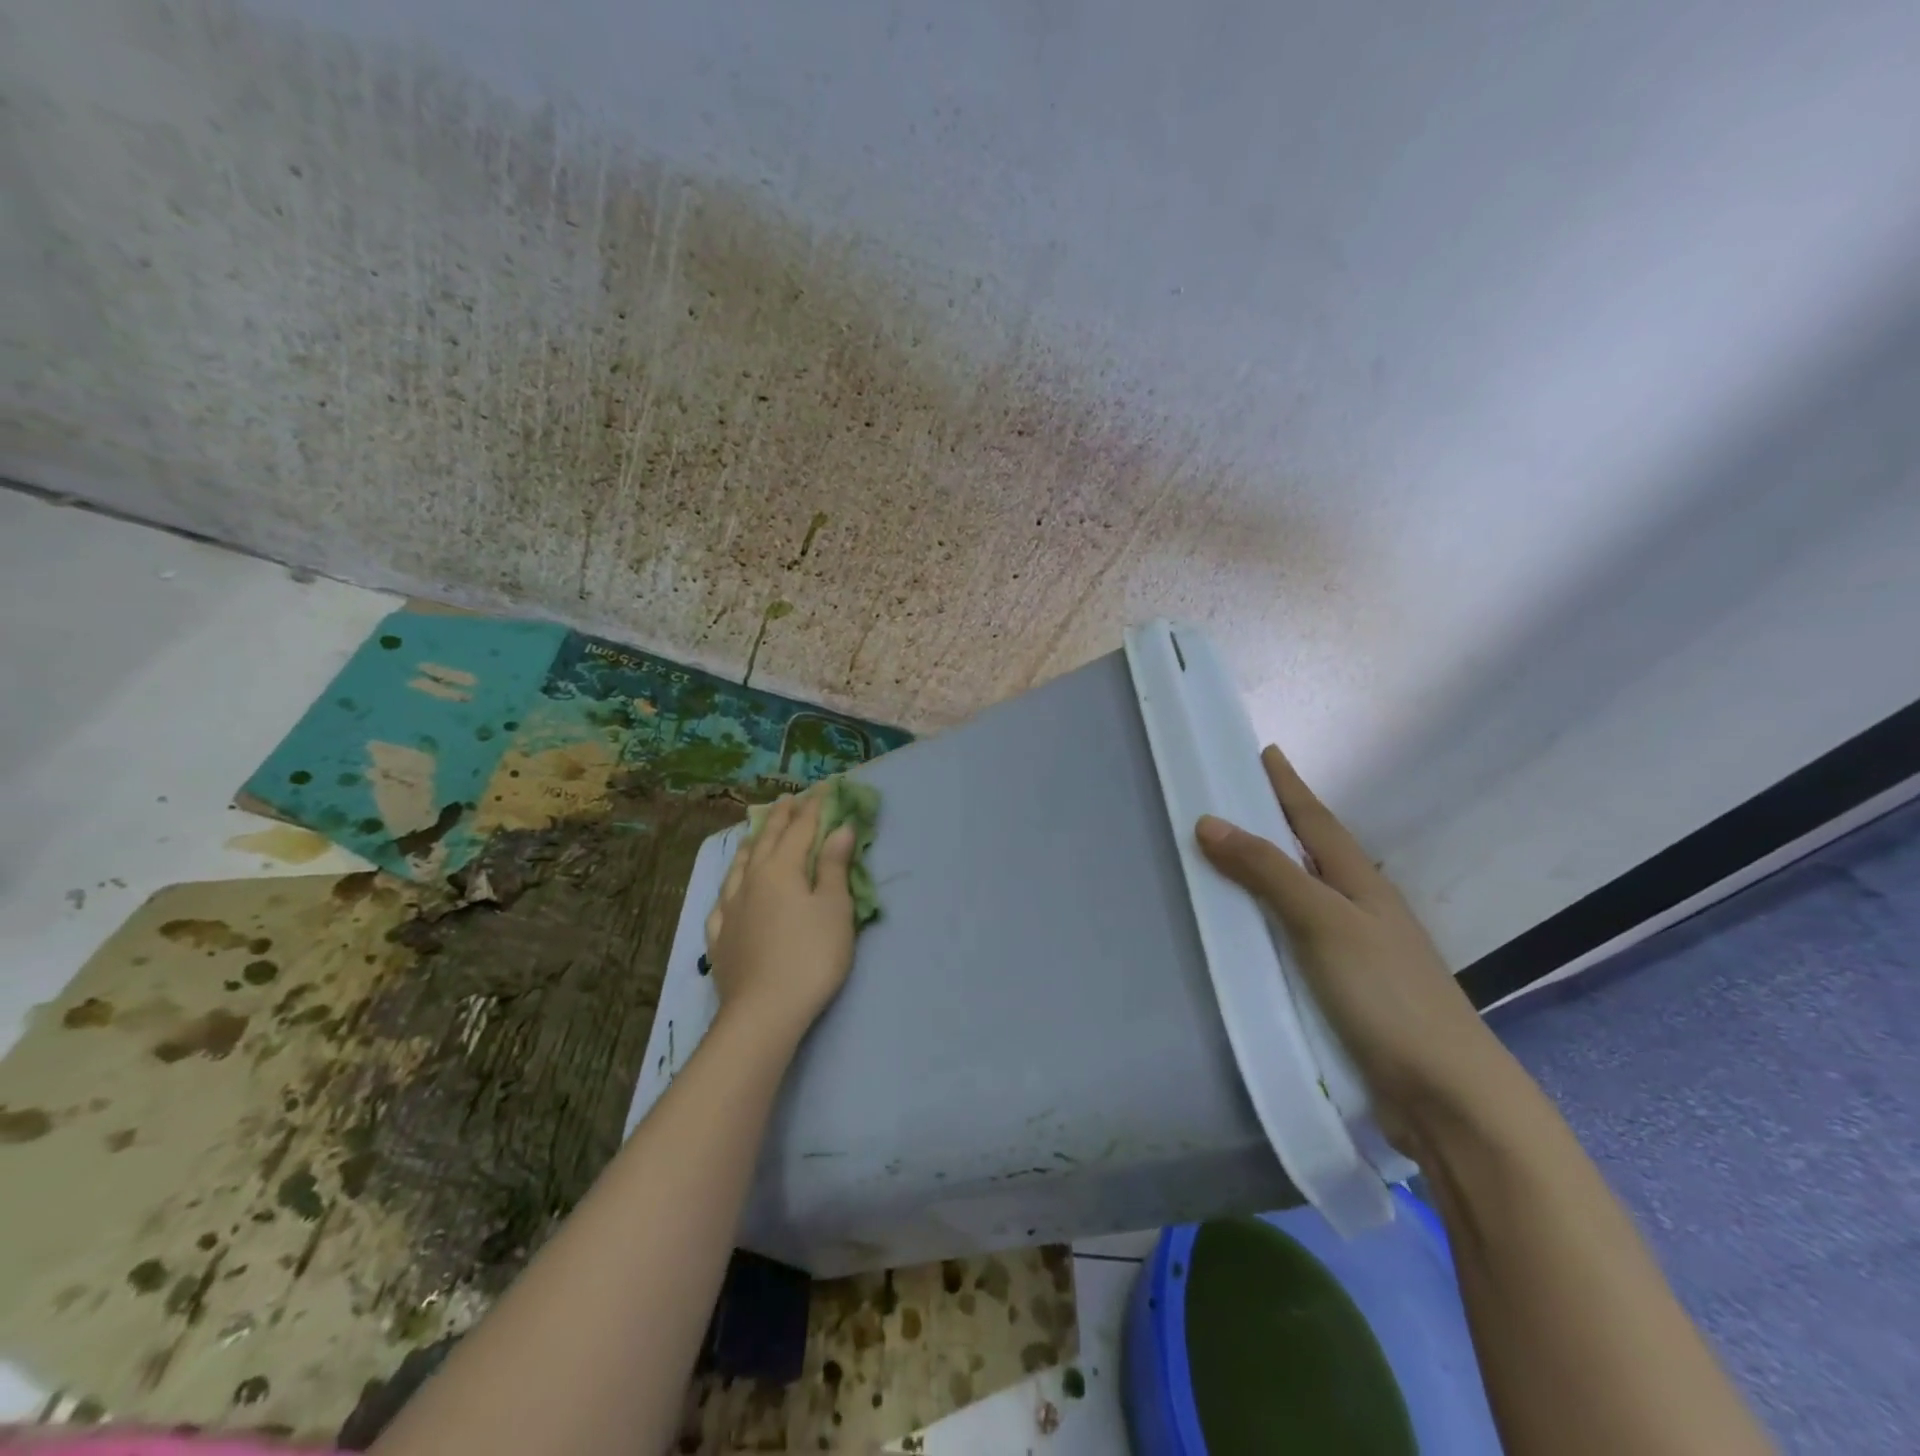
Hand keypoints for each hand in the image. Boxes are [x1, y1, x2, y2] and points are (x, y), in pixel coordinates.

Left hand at [705, 790, 858, 1038]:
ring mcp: (730, 908)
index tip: (823, 788)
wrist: (764, 1011)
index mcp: (782, 869)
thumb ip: (835, 867)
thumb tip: (840, 828)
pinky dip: (731, 884)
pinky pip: (722, 899)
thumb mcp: (835, 909)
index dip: (813, 806)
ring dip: (752, 843)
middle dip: (781, 816)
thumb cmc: (811, 956)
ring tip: (757, 833)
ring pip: (739, 865)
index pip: (800, 828)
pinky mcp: (719, 936)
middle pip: (767, 840)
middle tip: (789, 798)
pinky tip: (730, 889)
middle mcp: (751, 880)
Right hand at [1196, 746, 1504, 1147]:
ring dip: (1267, 872)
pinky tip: (1246, 930)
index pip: (1315, 820)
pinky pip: (1292, 937)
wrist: (1445, 1096)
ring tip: (1226, 856)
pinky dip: (1266, 920)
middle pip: (1309, 853)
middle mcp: (1359, 909)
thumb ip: (1268, 873)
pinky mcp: (1341, 989)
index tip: (1265, 752)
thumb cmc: (1387, 996)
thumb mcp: (1325, 923)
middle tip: (1230, 799)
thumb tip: (1209, 821)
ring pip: (1300, 896)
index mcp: (1360, 883)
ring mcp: (1353, 950)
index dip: (1289, 785)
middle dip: (1275, 822)